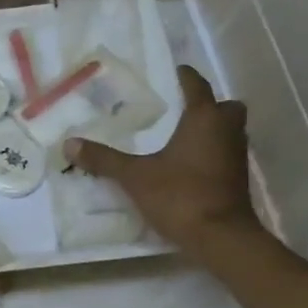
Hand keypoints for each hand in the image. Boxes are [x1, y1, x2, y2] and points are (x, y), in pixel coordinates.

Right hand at [64, 67, 262, 253]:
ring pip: (230, 131)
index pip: (198, 87)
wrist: (220, 237)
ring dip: (213, 129)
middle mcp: (227, 131)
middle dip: (210, 105)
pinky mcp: (238, 180)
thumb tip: (69, 143)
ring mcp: (237, 156)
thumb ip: (104, 160)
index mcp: (204, 119)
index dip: (187, 77)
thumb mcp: (135, 176)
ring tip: (184, 136)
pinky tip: (191, 164)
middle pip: (226, 108)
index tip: (178, 71)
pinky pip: (227, 154)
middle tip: (186, 110)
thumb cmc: (179, 195)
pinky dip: (213, 153)